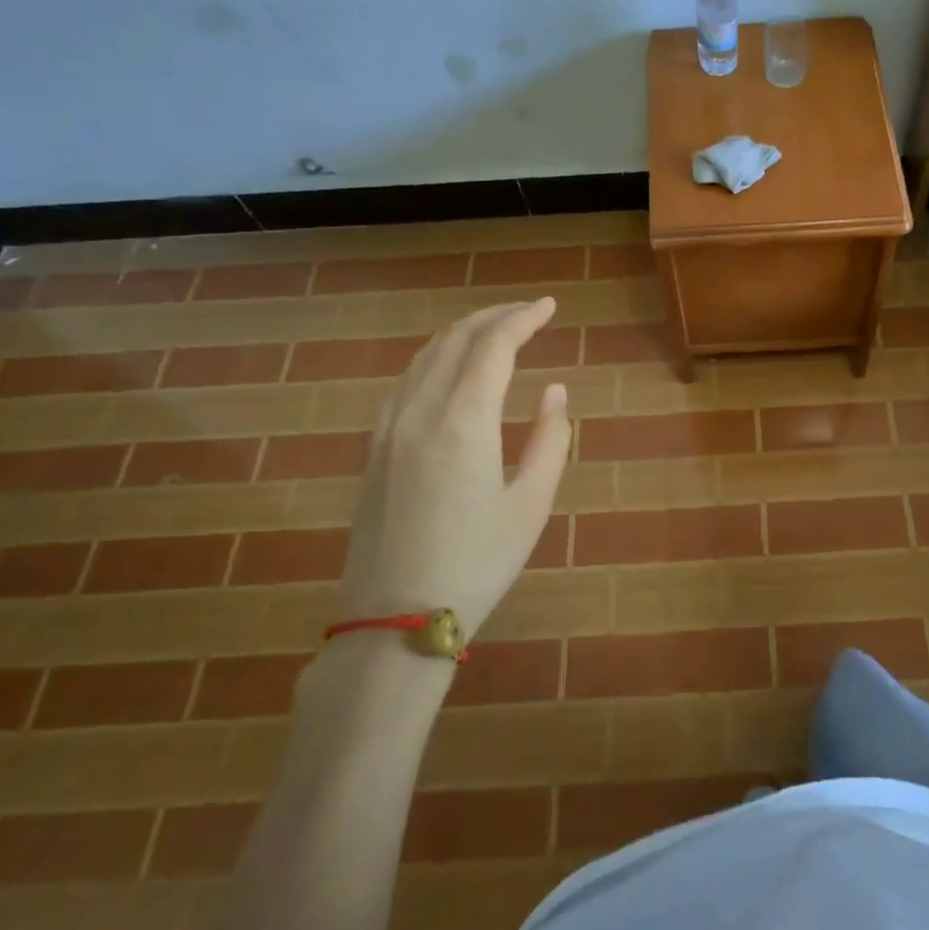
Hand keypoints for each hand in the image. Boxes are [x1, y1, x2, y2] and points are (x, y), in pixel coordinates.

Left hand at [337, 298, 571, 640]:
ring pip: (426, 355)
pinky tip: (451, 370)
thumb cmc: (476, 564)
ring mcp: (389, 427)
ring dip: (464, 333)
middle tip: (529, 312)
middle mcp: (420, 410)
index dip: (523, 318)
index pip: (494, 345)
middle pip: (456, 339)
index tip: (549, 306)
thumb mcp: (531, 504)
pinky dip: (436, 357)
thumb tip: (554, 391)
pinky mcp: (374, 447)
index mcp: (464, 420)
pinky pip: (407, 380)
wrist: (395, 622)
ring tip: (496, 331)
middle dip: (495, 316)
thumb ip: (550, 439)